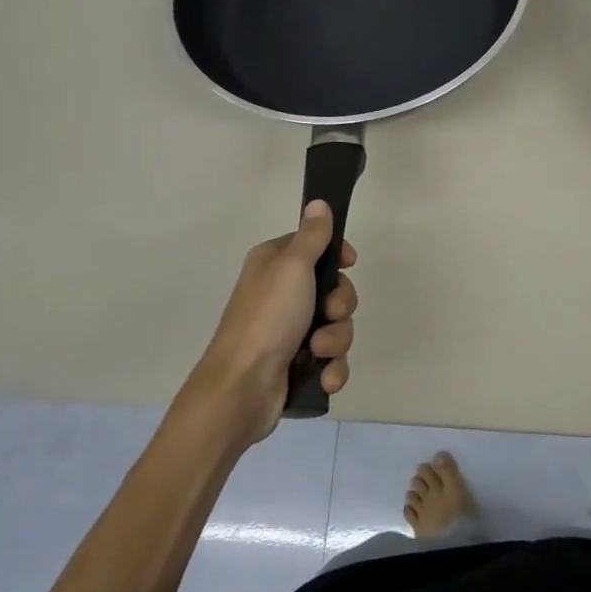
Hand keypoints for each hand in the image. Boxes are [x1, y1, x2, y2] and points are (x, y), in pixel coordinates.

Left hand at [186, 200, 358, 442]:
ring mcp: (289, 332)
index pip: (316, 247)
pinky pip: (331, 359)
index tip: (349, 263)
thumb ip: (312, 235)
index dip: (337, 255)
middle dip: (340, 305)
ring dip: (336, 340)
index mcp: (275, 265)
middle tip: (329, 313)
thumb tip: (318, 202)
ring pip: (337, 326)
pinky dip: (331, 368)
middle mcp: (281, 294)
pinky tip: (324, 377)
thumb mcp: (293, 267)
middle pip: (334, 289)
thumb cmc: (267, 318)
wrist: (241, 389)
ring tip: (317, 351)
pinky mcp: (297, 364)